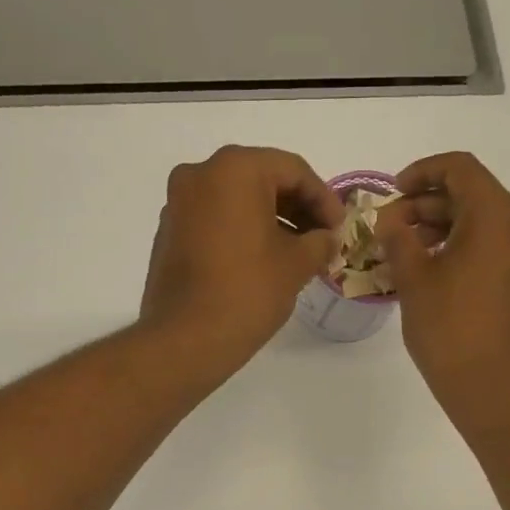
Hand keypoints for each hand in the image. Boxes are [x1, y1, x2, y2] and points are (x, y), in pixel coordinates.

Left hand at [140, 145, 342, 376]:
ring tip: (297, 253)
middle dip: (297, 208)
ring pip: (236, 200)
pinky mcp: (169, 233)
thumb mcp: (296, 265)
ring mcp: (178, 204)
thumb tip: (327, 238)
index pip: (293, 170)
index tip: (340, 229)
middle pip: (262, 179)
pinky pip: (215, 219)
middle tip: (322, 239)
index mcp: (234, 169)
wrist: (185, 340)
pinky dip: (242, 231)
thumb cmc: (247, 292)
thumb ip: (320, 242)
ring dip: (271, 220)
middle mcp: (200, 175)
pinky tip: (262, 260)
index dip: (324, 199)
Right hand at [376, 152, 509, 427]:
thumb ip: (398, 239)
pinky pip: (490, 247)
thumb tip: (390, 219)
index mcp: (497, 217)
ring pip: (480, 223)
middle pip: (470, 195)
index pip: (460, 169)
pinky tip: (429, 270)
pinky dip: (459, 248)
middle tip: (389, 228)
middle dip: (426, 206)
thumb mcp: (414, 280)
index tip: (393, 192)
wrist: (494, 389)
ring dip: (440, 228)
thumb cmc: (451, 330)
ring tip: (403, 251)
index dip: (422, 172)